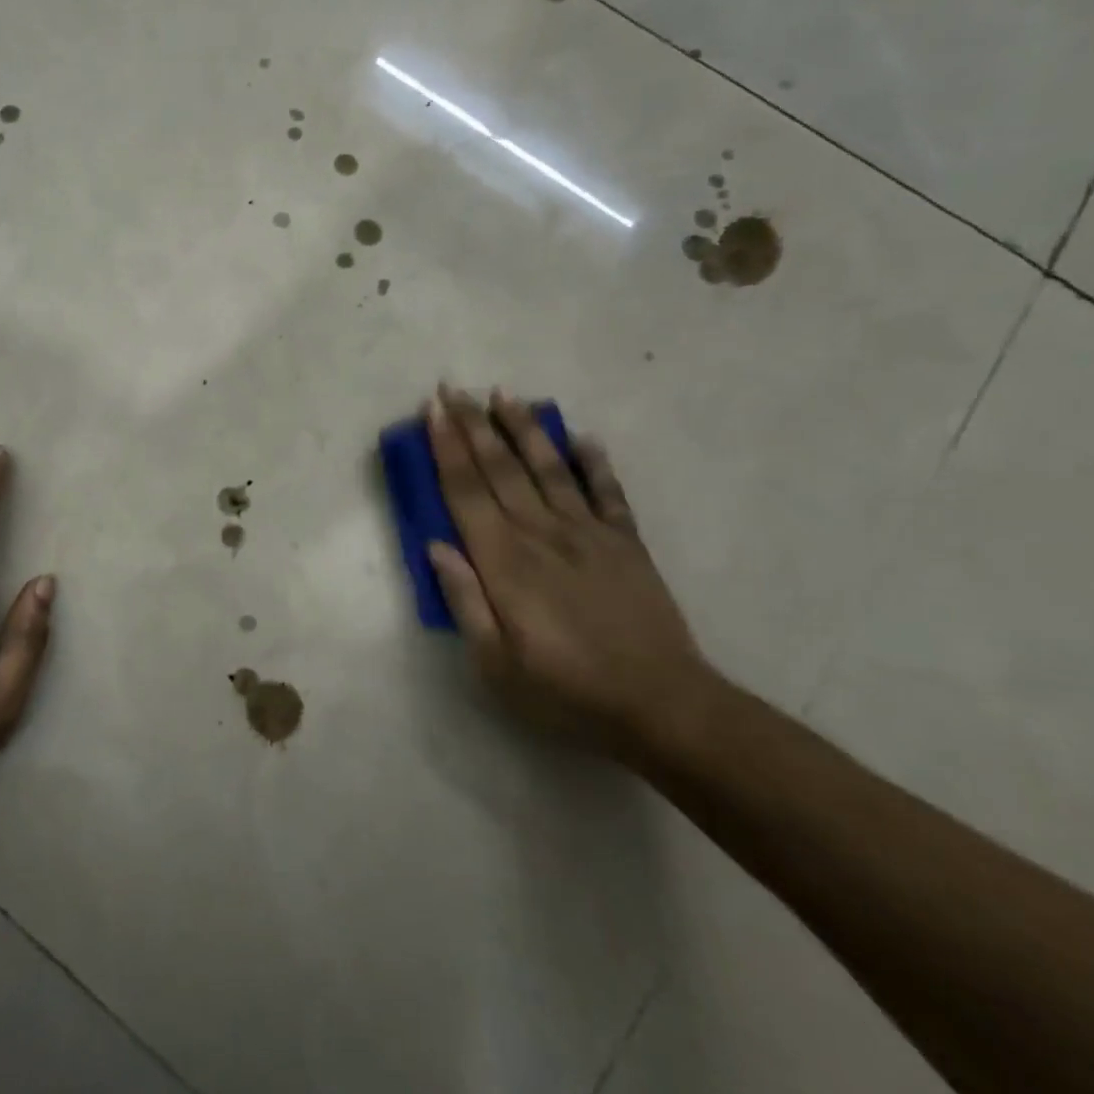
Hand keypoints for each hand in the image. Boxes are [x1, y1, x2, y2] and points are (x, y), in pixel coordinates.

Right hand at [425, 385, 720, 760]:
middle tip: (453, 387)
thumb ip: (465, 600)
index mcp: (505, 562)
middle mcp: (542, 534)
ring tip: (504, 394)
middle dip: (473, 425)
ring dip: (523, 428)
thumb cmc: (565, 692)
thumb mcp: (495, 664)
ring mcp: (589, 534)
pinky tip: (584, 437)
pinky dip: (595, 463)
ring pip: (549, 468)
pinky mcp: (626, 543)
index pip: (466, 492)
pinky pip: (608, 493)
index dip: (446, 448)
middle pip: (500, 468)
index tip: (432, 410)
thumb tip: (435, 545)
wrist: (662, 706)